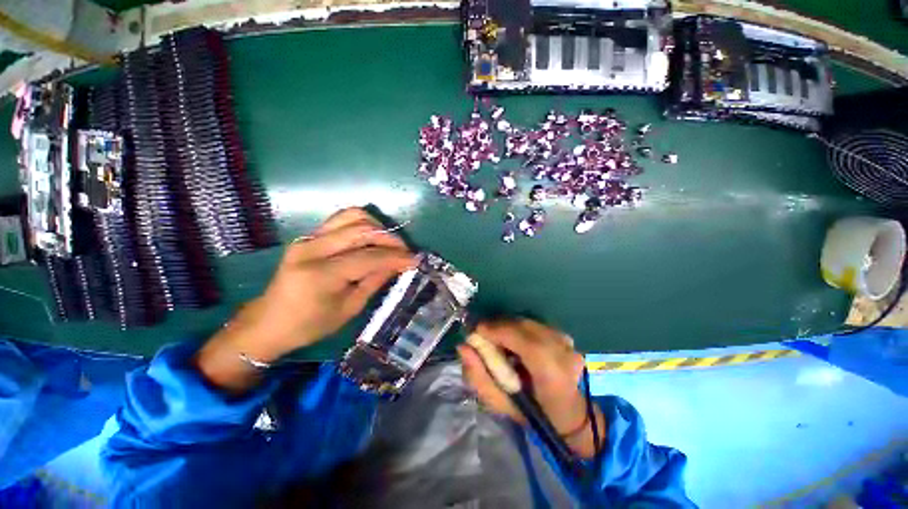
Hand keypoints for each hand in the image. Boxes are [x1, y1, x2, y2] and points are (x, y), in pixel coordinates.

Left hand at [197, 208, 415, 391]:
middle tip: (405, 251)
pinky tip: (371, 237)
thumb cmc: (310, 324)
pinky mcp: (308, 236)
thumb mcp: (349, 309)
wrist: (269, 321)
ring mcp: (308, 238)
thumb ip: (374, 281)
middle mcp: (312, 249)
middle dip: (390, 238)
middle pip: (361, 231)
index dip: (395, 257)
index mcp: (320, 274)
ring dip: (377, 226)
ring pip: (351, 216)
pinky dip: (362, 223)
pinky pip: (341, 219)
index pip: (368, 257)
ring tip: (389, 242)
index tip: (415, 260)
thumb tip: (398, 264)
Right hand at [458, 319, 604, 457]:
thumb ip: (478, 376)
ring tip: (498, 336)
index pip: (526, 343)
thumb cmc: (530, 414)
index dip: (499, 331)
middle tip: (484, 333)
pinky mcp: (566, 338)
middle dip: (500, 326)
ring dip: (509, 326)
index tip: (478, 330)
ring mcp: (569, 345)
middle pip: (526, 327)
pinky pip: (536, 324)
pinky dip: (521, 328)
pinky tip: (516, 339)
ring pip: (530, 323)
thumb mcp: (499, 403)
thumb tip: (463, 346)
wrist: (566, 414)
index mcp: (552, 376)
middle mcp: (565, 355)